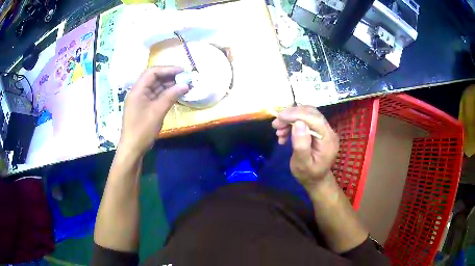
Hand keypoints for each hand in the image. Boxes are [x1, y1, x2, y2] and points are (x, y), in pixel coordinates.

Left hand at [119, 66, 188, 155]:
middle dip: (170, 77)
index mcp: (137, 90)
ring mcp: (141, 100)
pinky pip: (156, 96)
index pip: (152, 72)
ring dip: (169, 86)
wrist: (133, 149)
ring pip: (156, 87)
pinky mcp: (145, 107)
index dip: (168, 69)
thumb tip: (185, 85)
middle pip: (154, 78)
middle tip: (185, 78)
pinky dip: (166, 94)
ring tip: (184, 86)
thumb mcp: (157, 111)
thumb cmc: (142, 130)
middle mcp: (138, 92)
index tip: (182, 71)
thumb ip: (171, 96)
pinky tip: (176, 95)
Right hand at [272, 106, 338, 189]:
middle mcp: (329, 131)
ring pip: (307, 114)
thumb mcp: (302, 164)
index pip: (315, 119)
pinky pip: (306, 120)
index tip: (280, 117)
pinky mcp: (318, 130)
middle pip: (311, 114)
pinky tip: (284, 133)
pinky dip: (292, 123)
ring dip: (290, 119)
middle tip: (275, 124)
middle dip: (292, 115)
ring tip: (278, 131)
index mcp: (328, 140)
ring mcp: (324, 130)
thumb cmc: (308, 174)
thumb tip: (299, 123)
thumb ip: (301, 145)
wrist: (315, 179)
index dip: (297, 114)